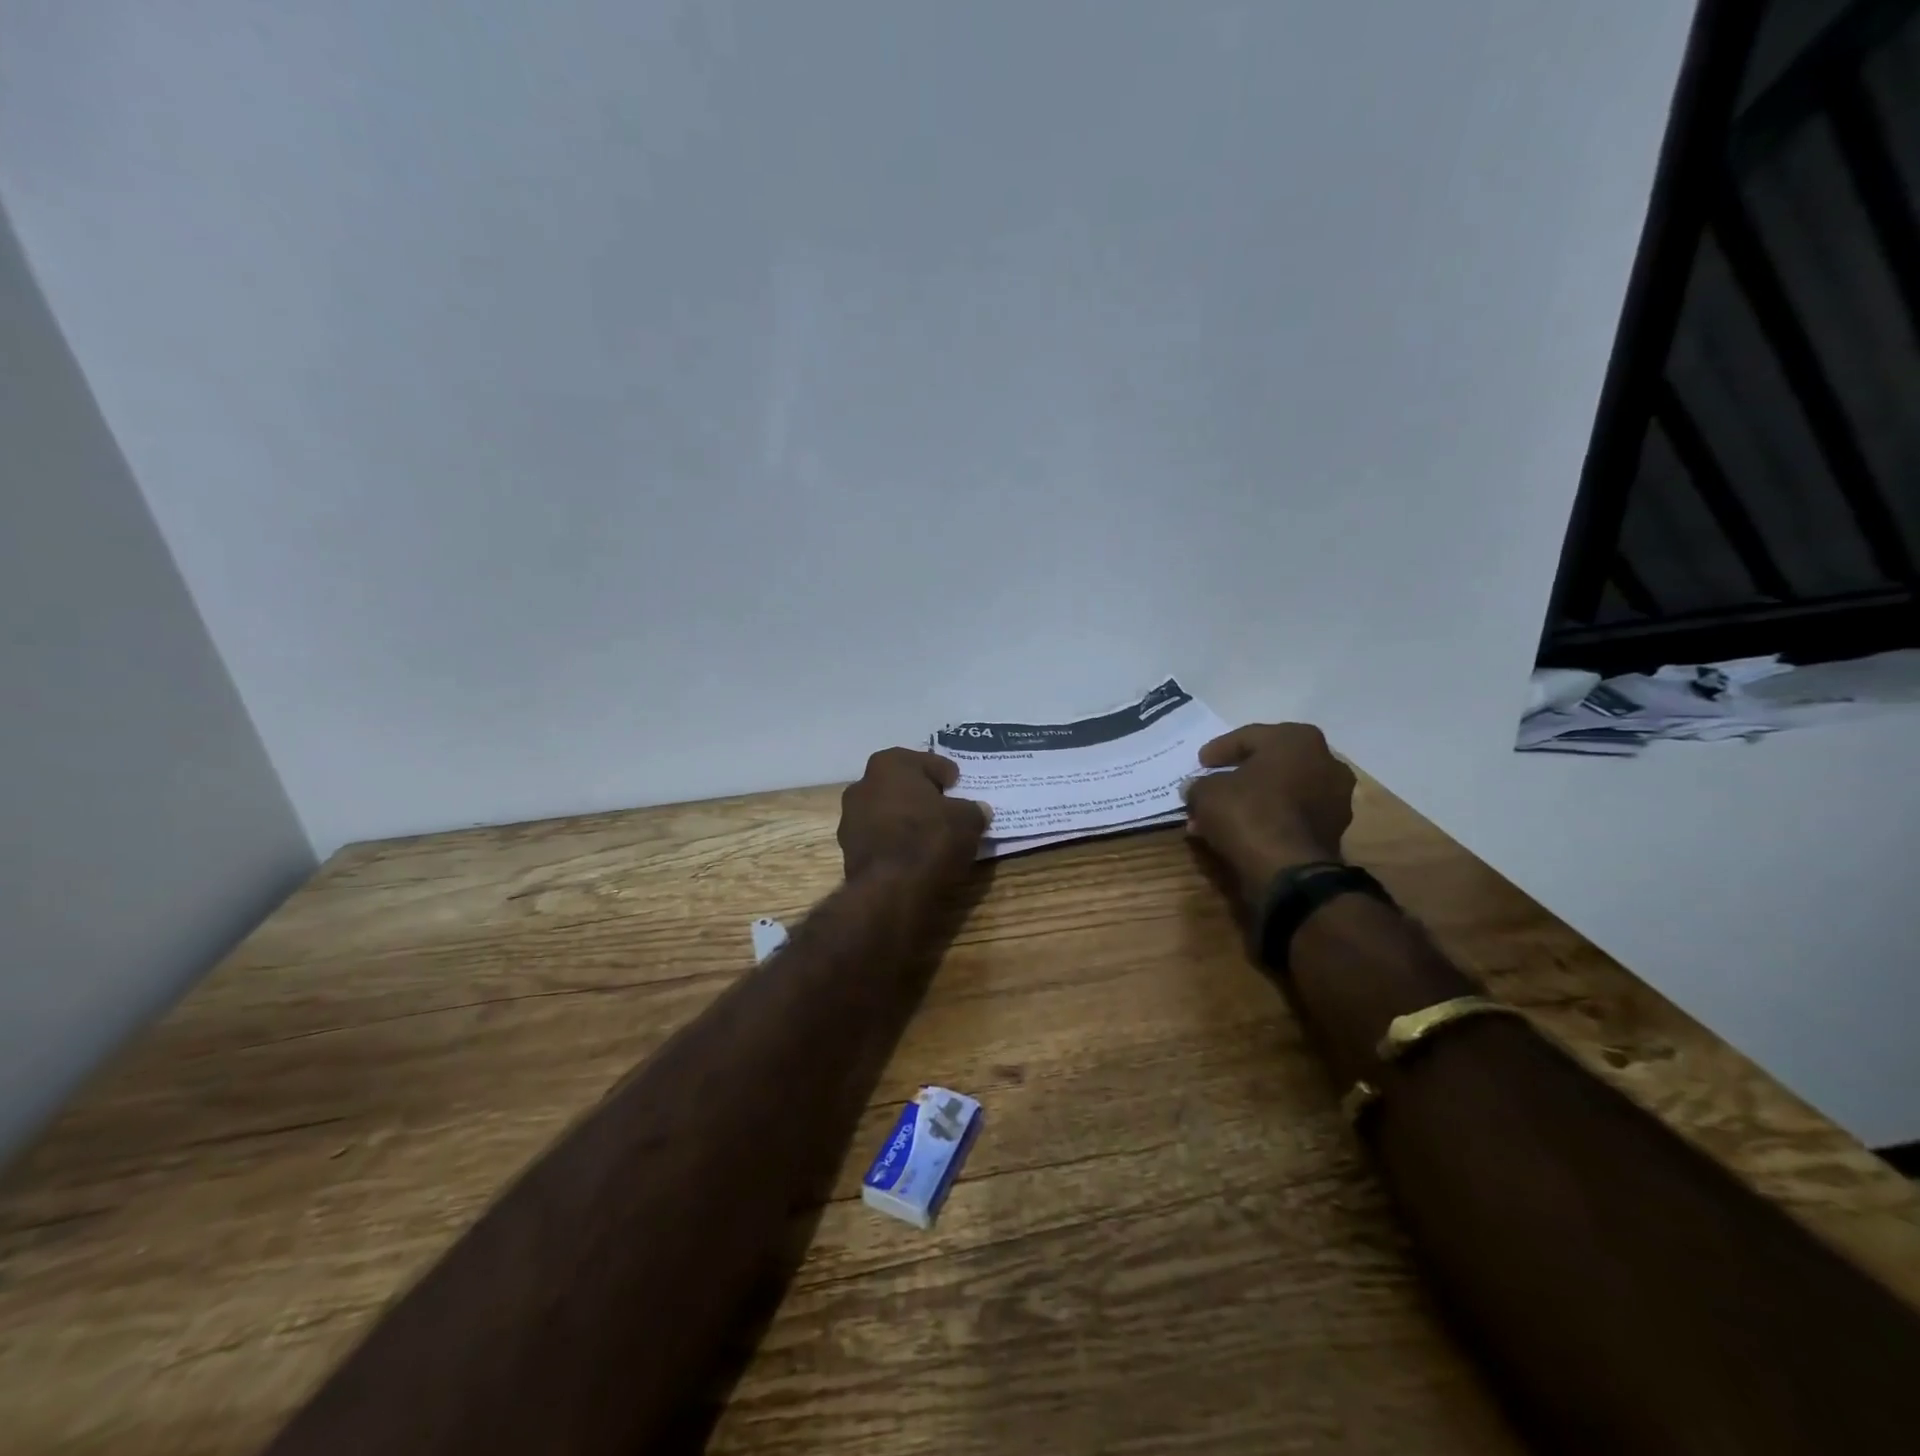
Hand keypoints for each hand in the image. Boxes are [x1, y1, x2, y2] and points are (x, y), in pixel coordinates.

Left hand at [839, 748, 990, 886]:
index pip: (926, 762)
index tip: (959, 787)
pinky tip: (912, 854)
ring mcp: (850, 818)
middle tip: (946, 809)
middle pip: (902, 785)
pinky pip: (880, 837)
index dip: (946, 775)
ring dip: (906, 819)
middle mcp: (863, 784)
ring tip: (931, 835)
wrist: (890, 889)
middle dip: (922, 795)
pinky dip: (895, 842)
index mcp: (889, 764)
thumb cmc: (929, 839)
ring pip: (887, 811)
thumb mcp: (967, 820)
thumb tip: (976, 811)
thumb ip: (972, 810)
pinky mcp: (848, 849)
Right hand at [1182, 724, 1354, 903]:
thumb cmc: (1248, 813)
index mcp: (1297, 739)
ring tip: (1218, 817)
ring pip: (1280, 792)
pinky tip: (1239, 831)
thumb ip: (1199, 785)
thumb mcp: (1207, 792)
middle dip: (1236, 778)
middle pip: (1268, 764)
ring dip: (1250, 801)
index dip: (1219, 750)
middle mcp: (1325, 761)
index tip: (1201, 762)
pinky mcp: (1334, 829)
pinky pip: (1291, 815)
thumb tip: (1195, 789)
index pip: (1249, 737)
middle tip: (1210, 787)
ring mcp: (1334, 798)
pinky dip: (1267, 819)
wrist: (1288, 870)